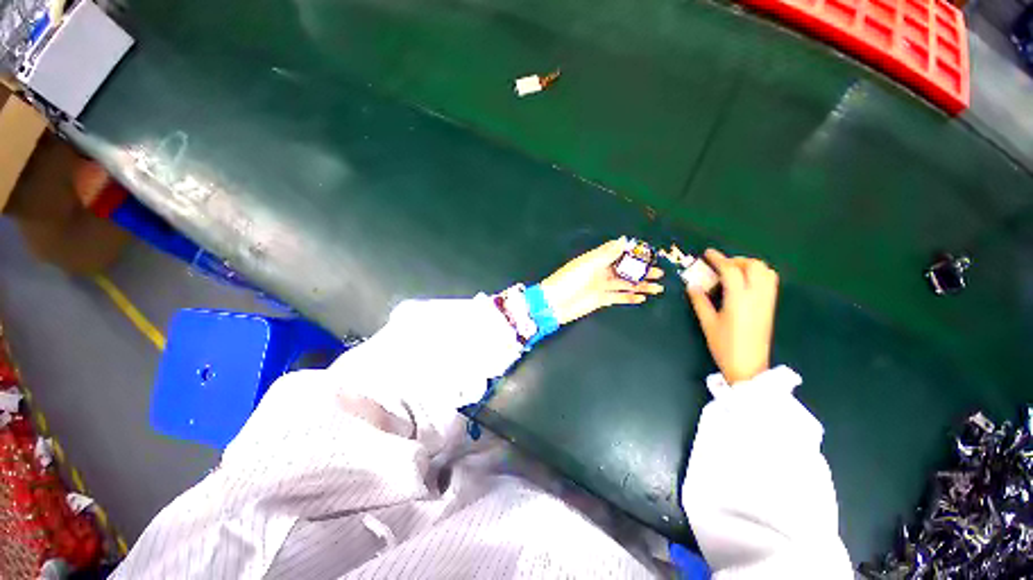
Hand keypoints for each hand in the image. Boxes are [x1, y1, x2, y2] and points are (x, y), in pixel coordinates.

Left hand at [540, 238, 663, 324]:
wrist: (554, 303)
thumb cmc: (569, 280)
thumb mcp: (588, 264)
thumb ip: (607, 253)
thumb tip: (624, 240)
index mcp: (596, 259)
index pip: (618, 253)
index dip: (633, 253)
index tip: (649, 253)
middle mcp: (600, 271)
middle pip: (625, 269)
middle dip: (641, 270)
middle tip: (659, 272)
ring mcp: (601, 286)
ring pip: (625, 284)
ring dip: (640, 285)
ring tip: (658, 287)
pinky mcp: (601, 300)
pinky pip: (618, 297)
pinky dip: (629, 297)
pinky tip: (642, 297)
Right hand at [687, 249, 778, 384]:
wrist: (749, 366)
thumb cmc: (724, 346)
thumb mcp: (707, 323)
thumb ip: (700, 301)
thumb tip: (692, 285)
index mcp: (739, 300)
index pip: (731, 270)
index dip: (718, 259)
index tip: (707, 253)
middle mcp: (757, 296)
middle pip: (753, 266)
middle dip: (735, 260)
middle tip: (720, 265)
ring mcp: (767, 301)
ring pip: (765, 271)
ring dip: (749, 265)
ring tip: (733, 272)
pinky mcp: (771, 306)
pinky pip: (770, 281)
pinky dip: (759, 273)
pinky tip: (745, 282)